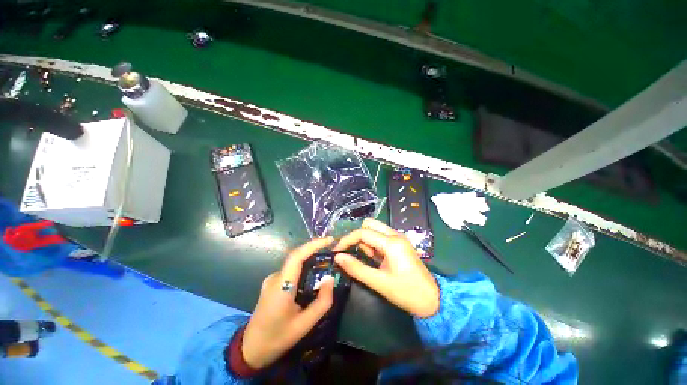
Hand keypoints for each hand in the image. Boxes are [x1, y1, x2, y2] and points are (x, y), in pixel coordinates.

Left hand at [242, 237, 335, 369]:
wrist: (250, 349)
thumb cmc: (278, 338)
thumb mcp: (305, 325)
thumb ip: (322, 302)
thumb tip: (330, 279)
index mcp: (281, 286)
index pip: (297, 256)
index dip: (313, 244)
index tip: (329, 240)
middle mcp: (275, 278)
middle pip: (297, 256)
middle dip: (315, 249)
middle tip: (332, 249)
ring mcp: (271, 279)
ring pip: (294, 263)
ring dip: (310, 258)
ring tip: (326, 261)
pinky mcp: (272, 283)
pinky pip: (291, 270)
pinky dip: (303, 267)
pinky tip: (312, 275)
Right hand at [333, 218, 438, 317]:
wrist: (432, 300)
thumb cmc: (407, 292)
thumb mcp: (379, 283)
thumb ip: (356, 268)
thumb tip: (338, 257)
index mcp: (391, 242)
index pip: (363, 232)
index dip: (347, 239)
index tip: (337, 250)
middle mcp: (395, 235)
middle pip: (369, 224)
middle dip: (357, 236)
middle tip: (353, 252)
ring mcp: (398, 238)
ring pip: (375, 229)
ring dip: (365, 241)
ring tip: (367, 259)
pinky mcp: (399, 244)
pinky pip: (381, 237)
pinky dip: (372, 244)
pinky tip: (375, 259)